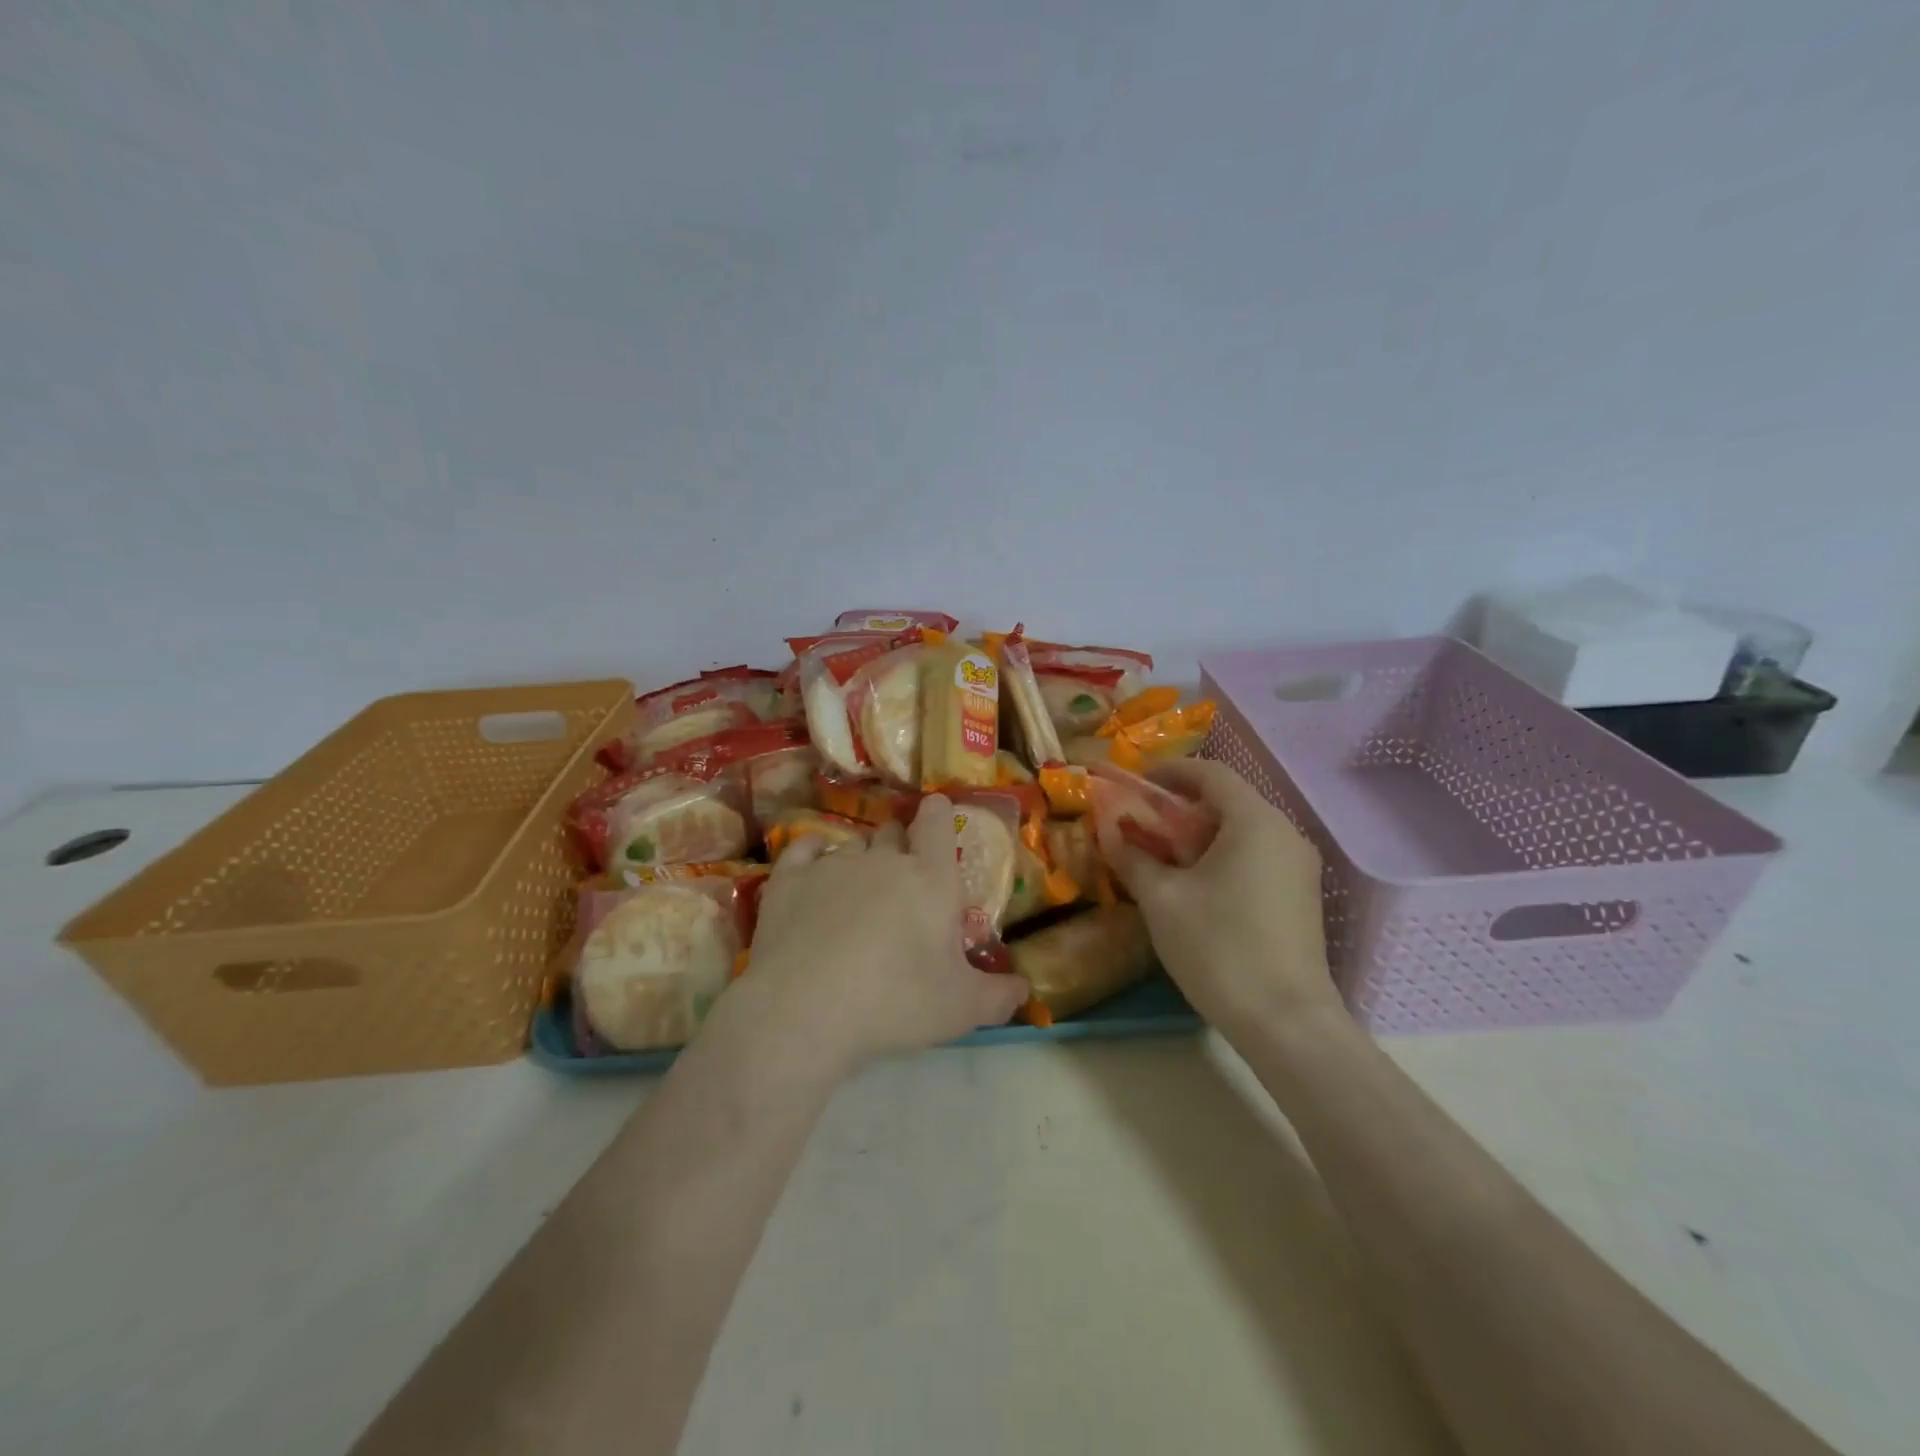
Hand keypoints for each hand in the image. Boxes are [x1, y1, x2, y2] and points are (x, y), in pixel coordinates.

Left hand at [742, 794, 1027, 1071]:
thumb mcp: (961, 1009)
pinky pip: (804, 848)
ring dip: (861, 860)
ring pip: (852, 844)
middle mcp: (883, 859)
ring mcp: (833, 864)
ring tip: (857, 894)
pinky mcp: (789, 879)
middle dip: (901, 846)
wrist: (805, 1010)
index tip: (937, 814)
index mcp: (931, 878)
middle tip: (902, 884)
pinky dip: (813, 854)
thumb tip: (1024, 988)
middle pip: (894, 832)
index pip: (937, 821)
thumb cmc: (896, 1002)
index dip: (938, 813)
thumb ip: (999, 995)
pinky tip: (813, 870)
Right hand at [1096, 759, 1339, 1035]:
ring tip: (1163, 857)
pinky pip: (1257, 856)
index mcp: (1254, 821)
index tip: (1136, 782)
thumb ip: (1132, 856)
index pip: (1210, 773)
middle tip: (1141, 824)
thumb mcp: (1161, 899)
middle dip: (1180, 807)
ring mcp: (1299, 866)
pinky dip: (1223, 856)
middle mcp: (1285, 833)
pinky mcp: (1301, 896)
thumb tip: (1109, 830)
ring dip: (1200, 835)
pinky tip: (1196, 886)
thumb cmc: (1218, 948)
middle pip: (1228, 800)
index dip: (1169, 771)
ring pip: (1242, 831)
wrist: (1286, 1023)